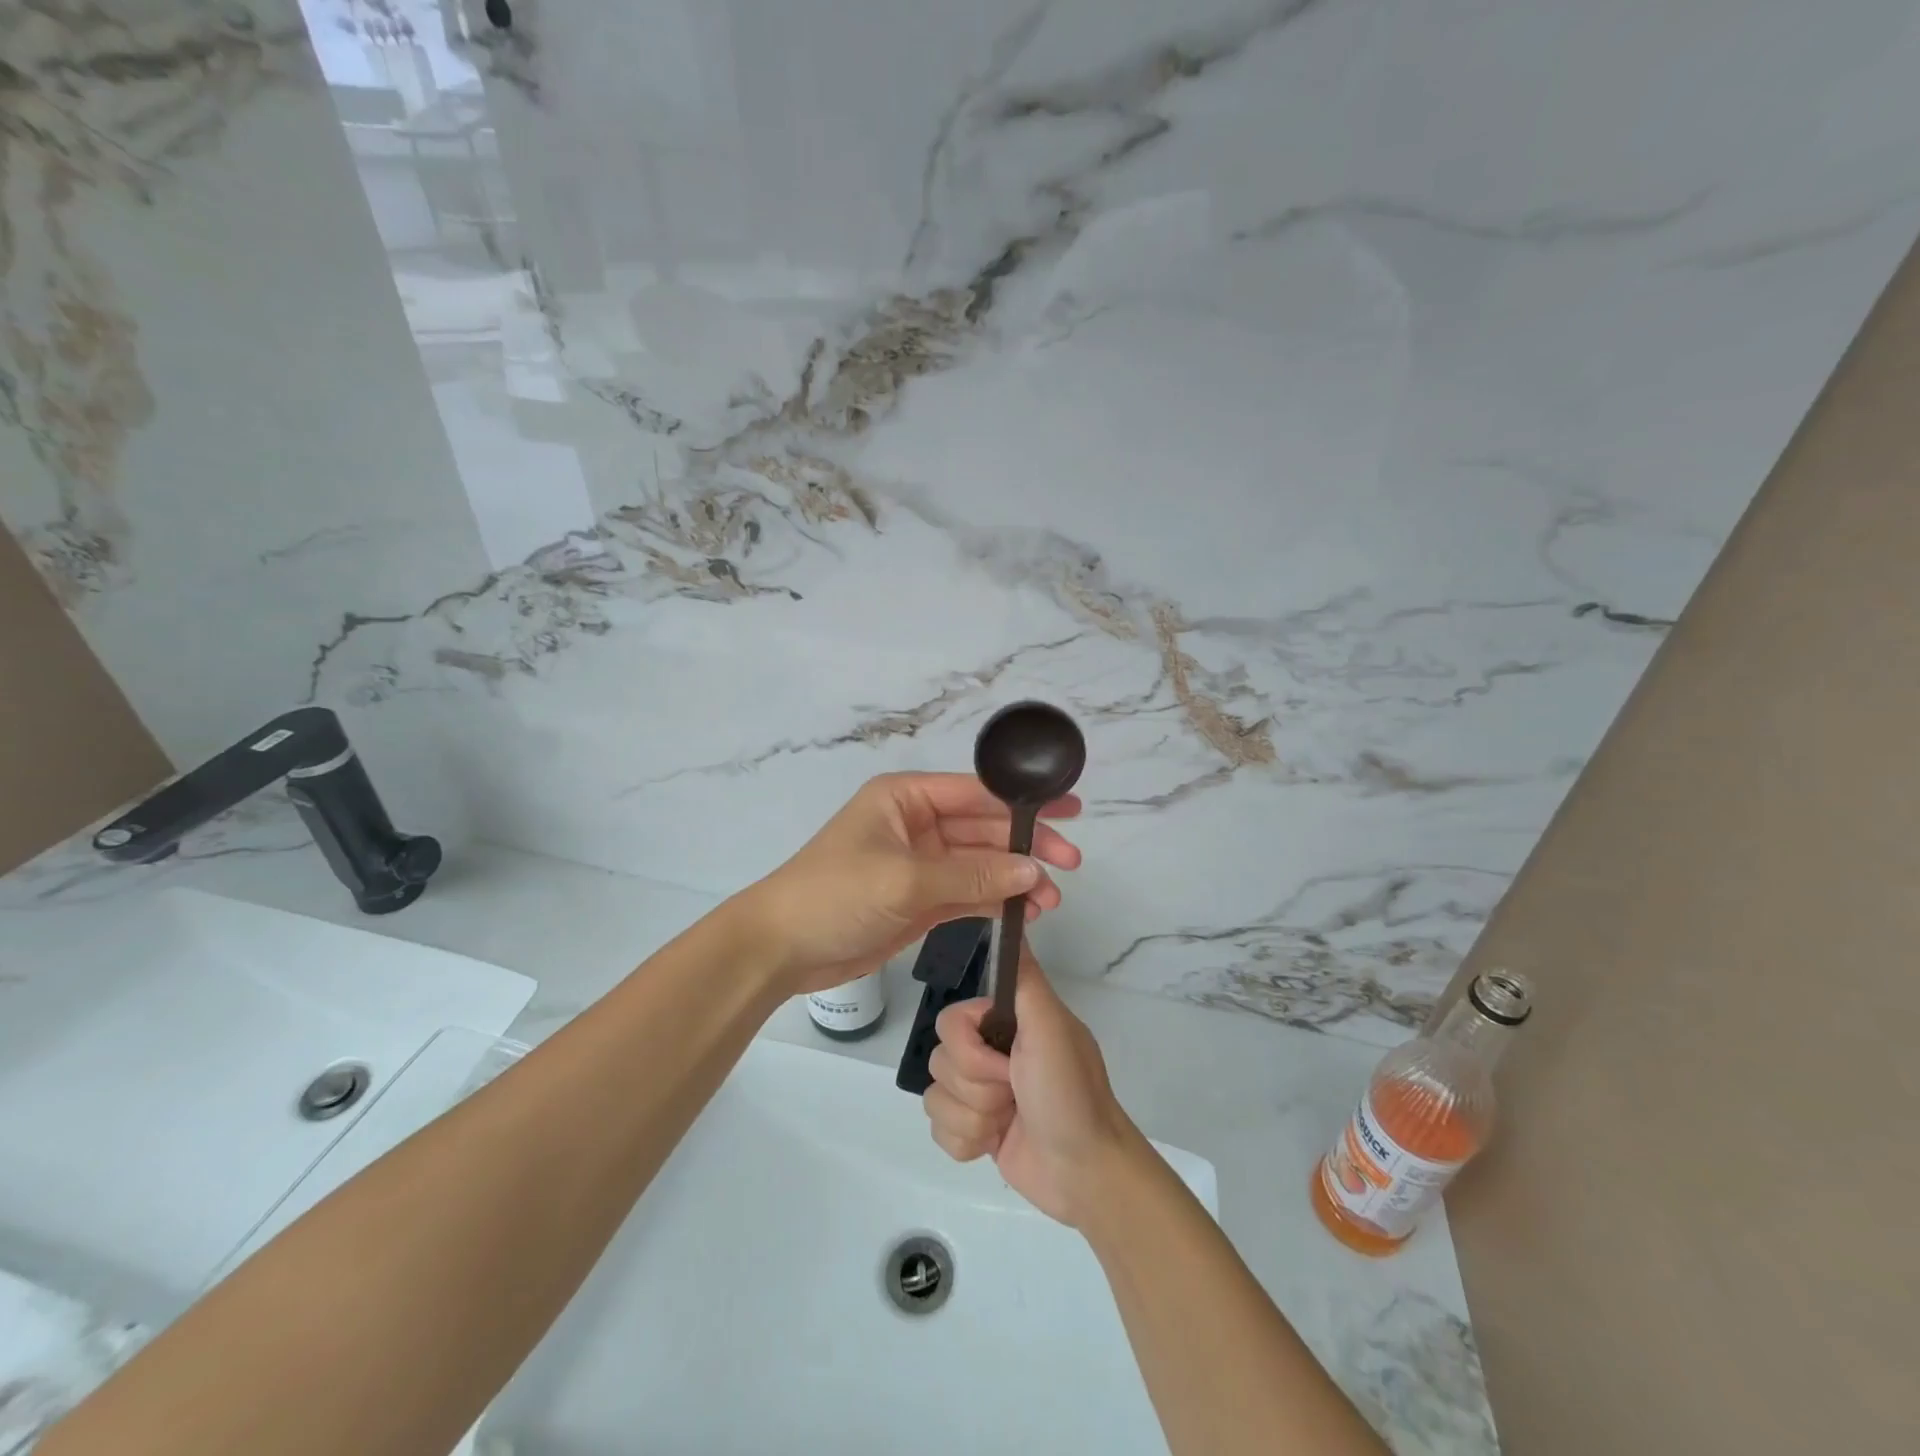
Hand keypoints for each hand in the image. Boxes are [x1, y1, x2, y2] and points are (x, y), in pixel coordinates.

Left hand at [737, 773, 1080, 994]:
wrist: (782, 948)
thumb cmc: (836, 894)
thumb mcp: (906, 880)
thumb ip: (972, 875)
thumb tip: (1033, 870)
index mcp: (906, 798)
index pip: (975, 792)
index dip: (1023, 802)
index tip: (1069, 810)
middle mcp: (917, 824)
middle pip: (983, 829)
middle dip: (1026, 846)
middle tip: (1071, 864)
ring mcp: (920, 864)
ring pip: (980, 864)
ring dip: (1015, 878)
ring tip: (1052, 899)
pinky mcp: (921, 900)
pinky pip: (968, 892)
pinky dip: (996, 900)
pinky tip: (1025, 910)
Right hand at [922, 949, 1140, 1226]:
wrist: (1085, 1174)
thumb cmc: (1069, 1095)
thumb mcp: (1051, 1028)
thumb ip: (1024, 979)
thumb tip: (1010, 919)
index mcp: (1007, 1023)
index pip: (950, 1021)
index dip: (970, 1048)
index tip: (1005, 1063)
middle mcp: (990, 1052)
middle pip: (940, 1061)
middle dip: (976, 1088)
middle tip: (1014, 1095)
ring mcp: (981, 1093)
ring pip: (936, 1097)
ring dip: (974, 1118)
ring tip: (1008, 1123)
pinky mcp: (975, 1131)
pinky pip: (939, 1131)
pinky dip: (967, 1142)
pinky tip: (995, 1144)